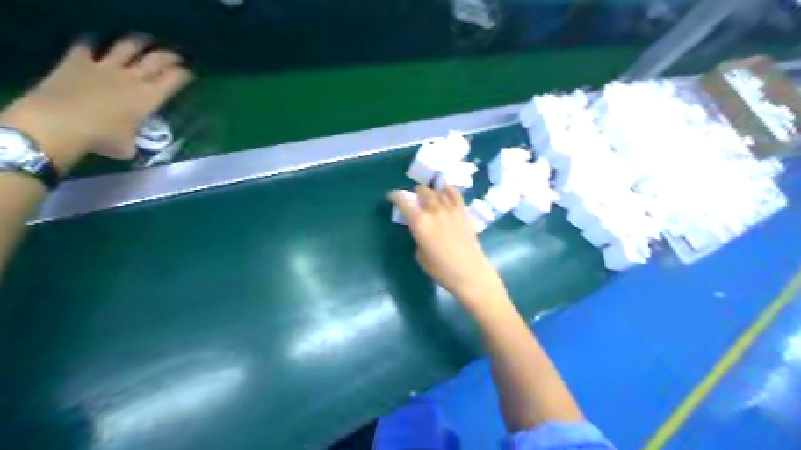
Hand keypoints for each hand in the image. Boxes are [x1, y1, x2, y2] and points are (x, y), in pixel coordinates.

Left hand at [0, 36, 192, 170]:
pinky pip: (86, 46)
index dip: (184, 74)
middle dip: (169, 56)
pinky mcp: (77, 61)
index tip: (190, 72)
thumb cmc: (102, 139)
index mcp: (149, 98)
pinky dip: (92, 43)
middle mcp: (132, 78)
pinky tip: (95, 42)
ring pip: (127, 47)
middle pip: (156, 60)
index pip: (174, 80)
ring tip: (145, 41)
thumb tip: (131, 145)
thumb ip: (133, 142)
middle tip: (176, 56)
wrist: (59, 123)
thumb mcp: (128, 147)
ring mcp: (104, 67)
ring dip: (138, 43)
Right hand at [390, 182, 504, 306]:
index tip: (391, 197)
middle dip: (415, 193)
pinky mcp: (464, 213)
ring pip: (438, 192)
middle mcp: (434, 211)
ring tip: (428, 194)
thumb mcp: (420, 255)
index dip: (395, 196)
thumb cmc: (441, 270)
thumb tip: (422, 230)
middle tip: (414, 198)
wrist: (470, 273)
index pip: (403, 202)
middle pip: (423, 192)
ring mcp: (451, 210)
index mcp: (419, 222)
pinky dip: (449, 189)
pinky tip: (445, 187)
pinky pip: (455, 195)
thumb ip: (418, 237)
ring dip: (430, 191)